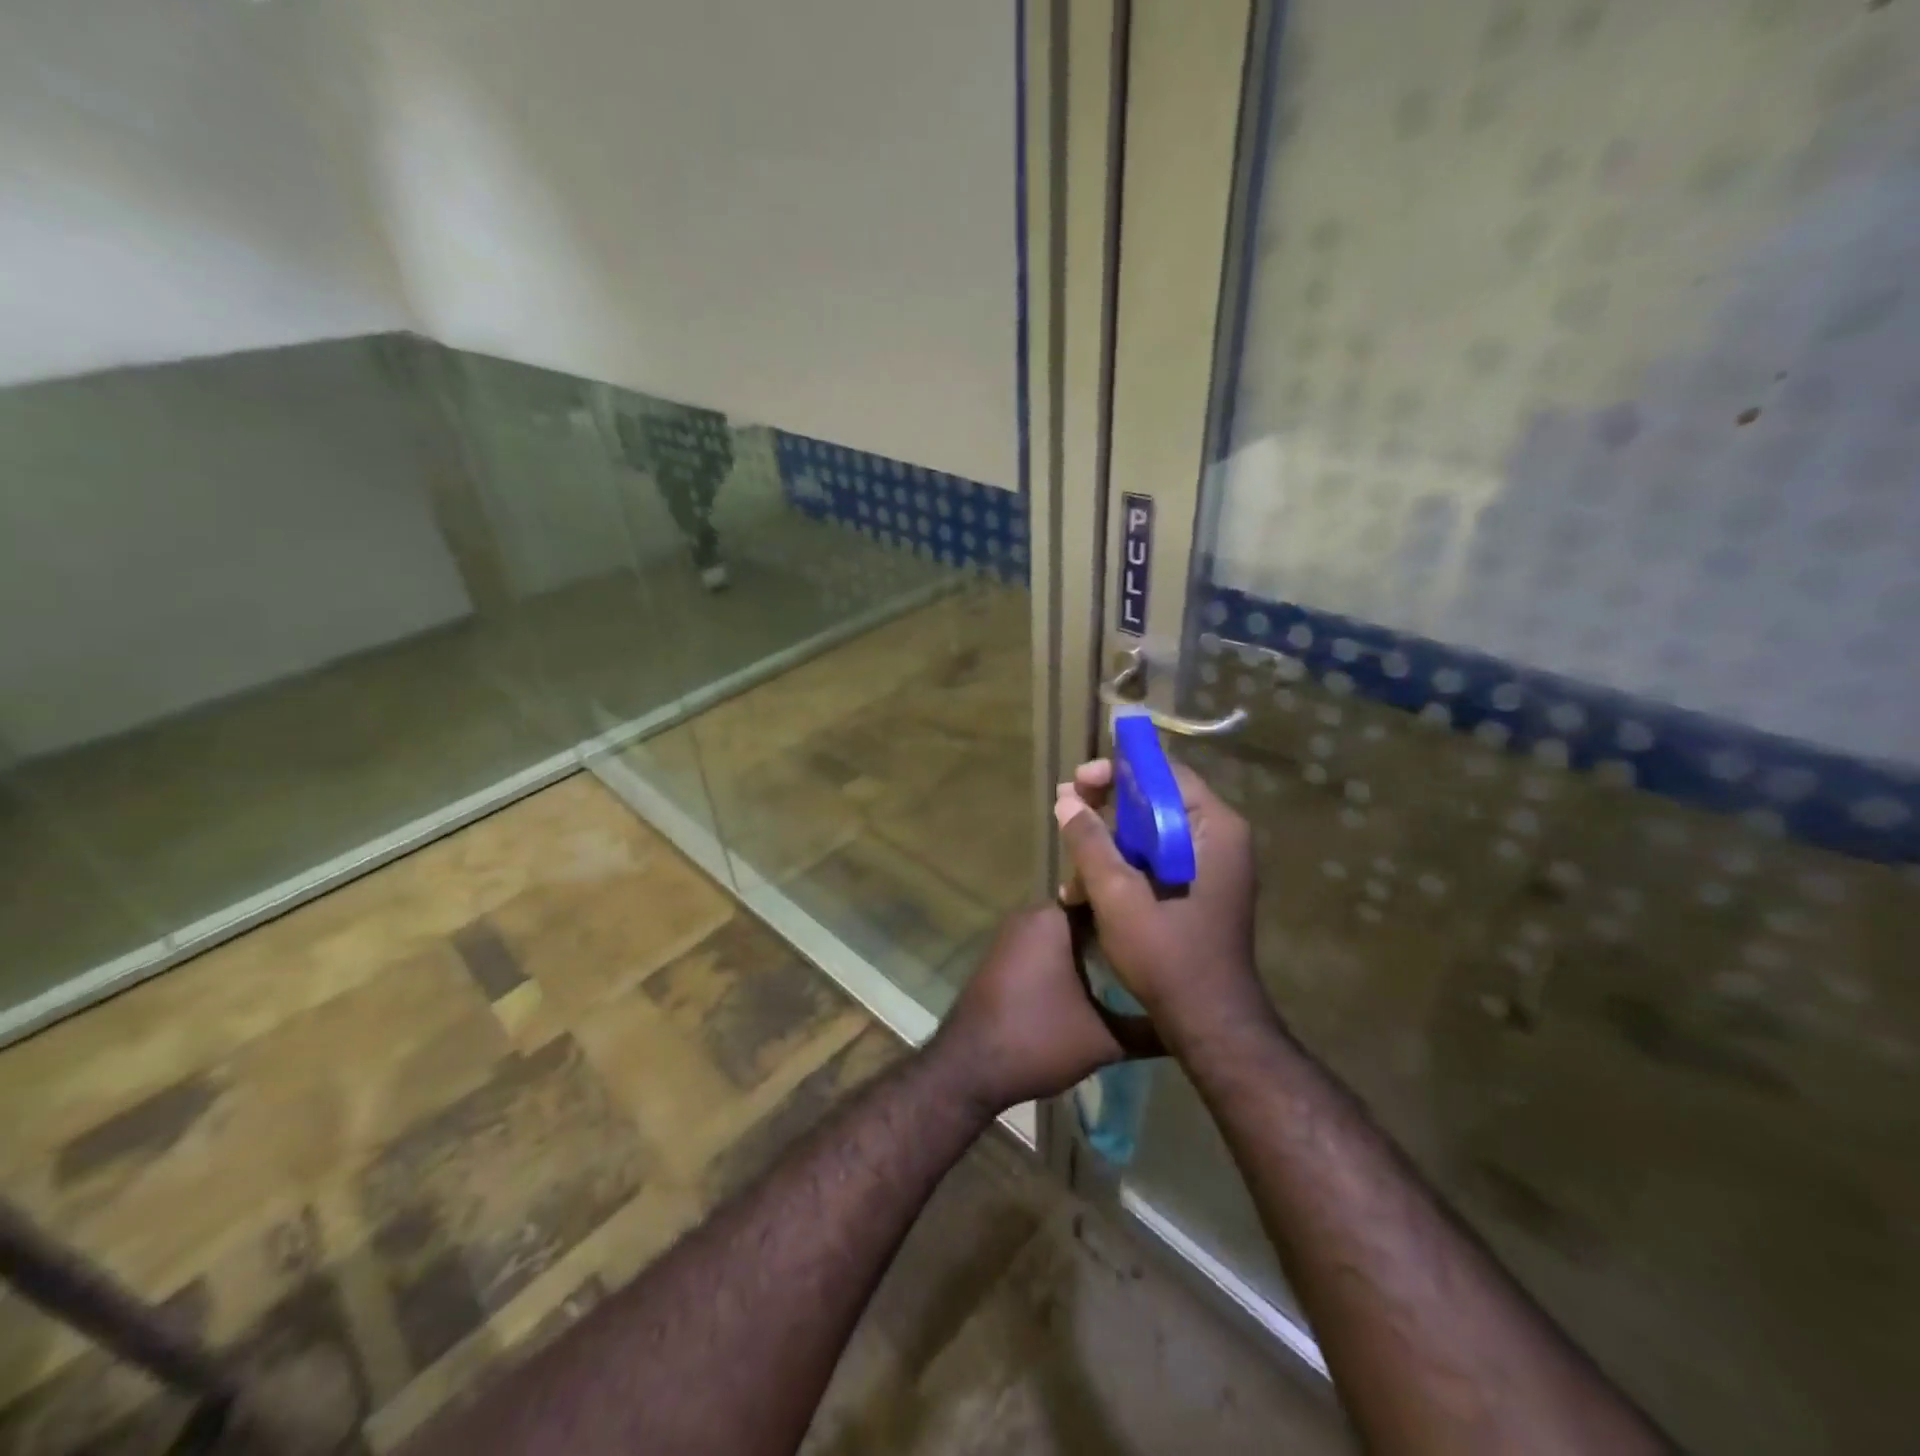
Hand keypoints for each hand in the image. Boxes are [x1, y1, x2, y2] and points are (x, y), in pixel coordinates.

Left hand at [929, 905, 1160, 1114]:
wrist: (969, 1068)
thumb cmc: (1036, 1040)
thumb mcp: (1104, 1039)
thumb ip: (1149, 1028)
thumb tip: (1192, 1022)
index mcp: (1053, 918)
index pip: (1106, 895)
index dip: (1137, 908)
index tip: (1169, 921)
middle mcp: (1032, 915)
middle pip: (1088, 912)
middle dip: (1121, 928)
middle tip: (1161, 946)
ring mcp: (1015, 935)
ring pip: (1068, 930)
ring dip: (1097, 945)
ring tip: (1140, 964)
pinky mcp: (1006, 956)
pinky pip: (1049, 944)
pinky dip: (1073, 956)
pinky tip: (1100, 980)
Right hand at [1054, 758, 1269, 1038]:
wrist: (1209, 1024)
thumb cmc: (1168, 956)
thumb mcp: (1118, 896)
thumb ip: (1090, 842)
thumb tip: (1066, 800)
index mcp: (1214, 829)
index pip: (1165, 774)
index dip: (1118, 770)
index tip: (1079, 781)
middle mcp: (1218, 838)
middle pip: (1156, 800)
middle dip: (1105, 808)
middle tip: (1066, 809)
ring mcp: (1209, 865)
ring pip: (1150, 833)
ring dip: (1107, 843)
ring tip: (1070, 866)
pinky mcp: (1196, 889)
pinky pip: (1154, 860)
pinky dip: (1121, 868)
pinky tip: (1084, 892)